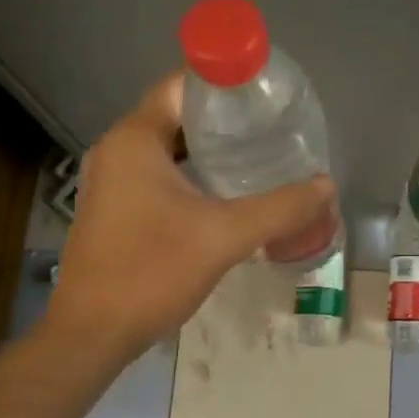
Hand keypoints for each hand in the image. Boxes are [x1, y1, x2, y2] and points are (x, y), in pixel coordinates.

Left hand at [46, 73, 336, 357]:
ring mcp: (112, 180)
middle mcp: (118, 149)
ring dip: (210, 150)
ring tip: (259, 157)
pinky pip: (159, 174)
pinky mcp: (115, 208)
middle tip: (273, 128)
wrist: (92, 334)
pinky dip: (192, 175)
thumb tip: (326, 185)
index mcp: (135, 138)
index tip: (266, 94)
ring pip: (169, 147)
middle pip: (178, 114)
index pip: (182, 84)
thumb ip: (280, 208)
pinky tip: (226, 194)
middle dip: (226, 119)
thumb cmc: (151, 271)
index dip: (225, 82)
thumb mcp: (224, 236)